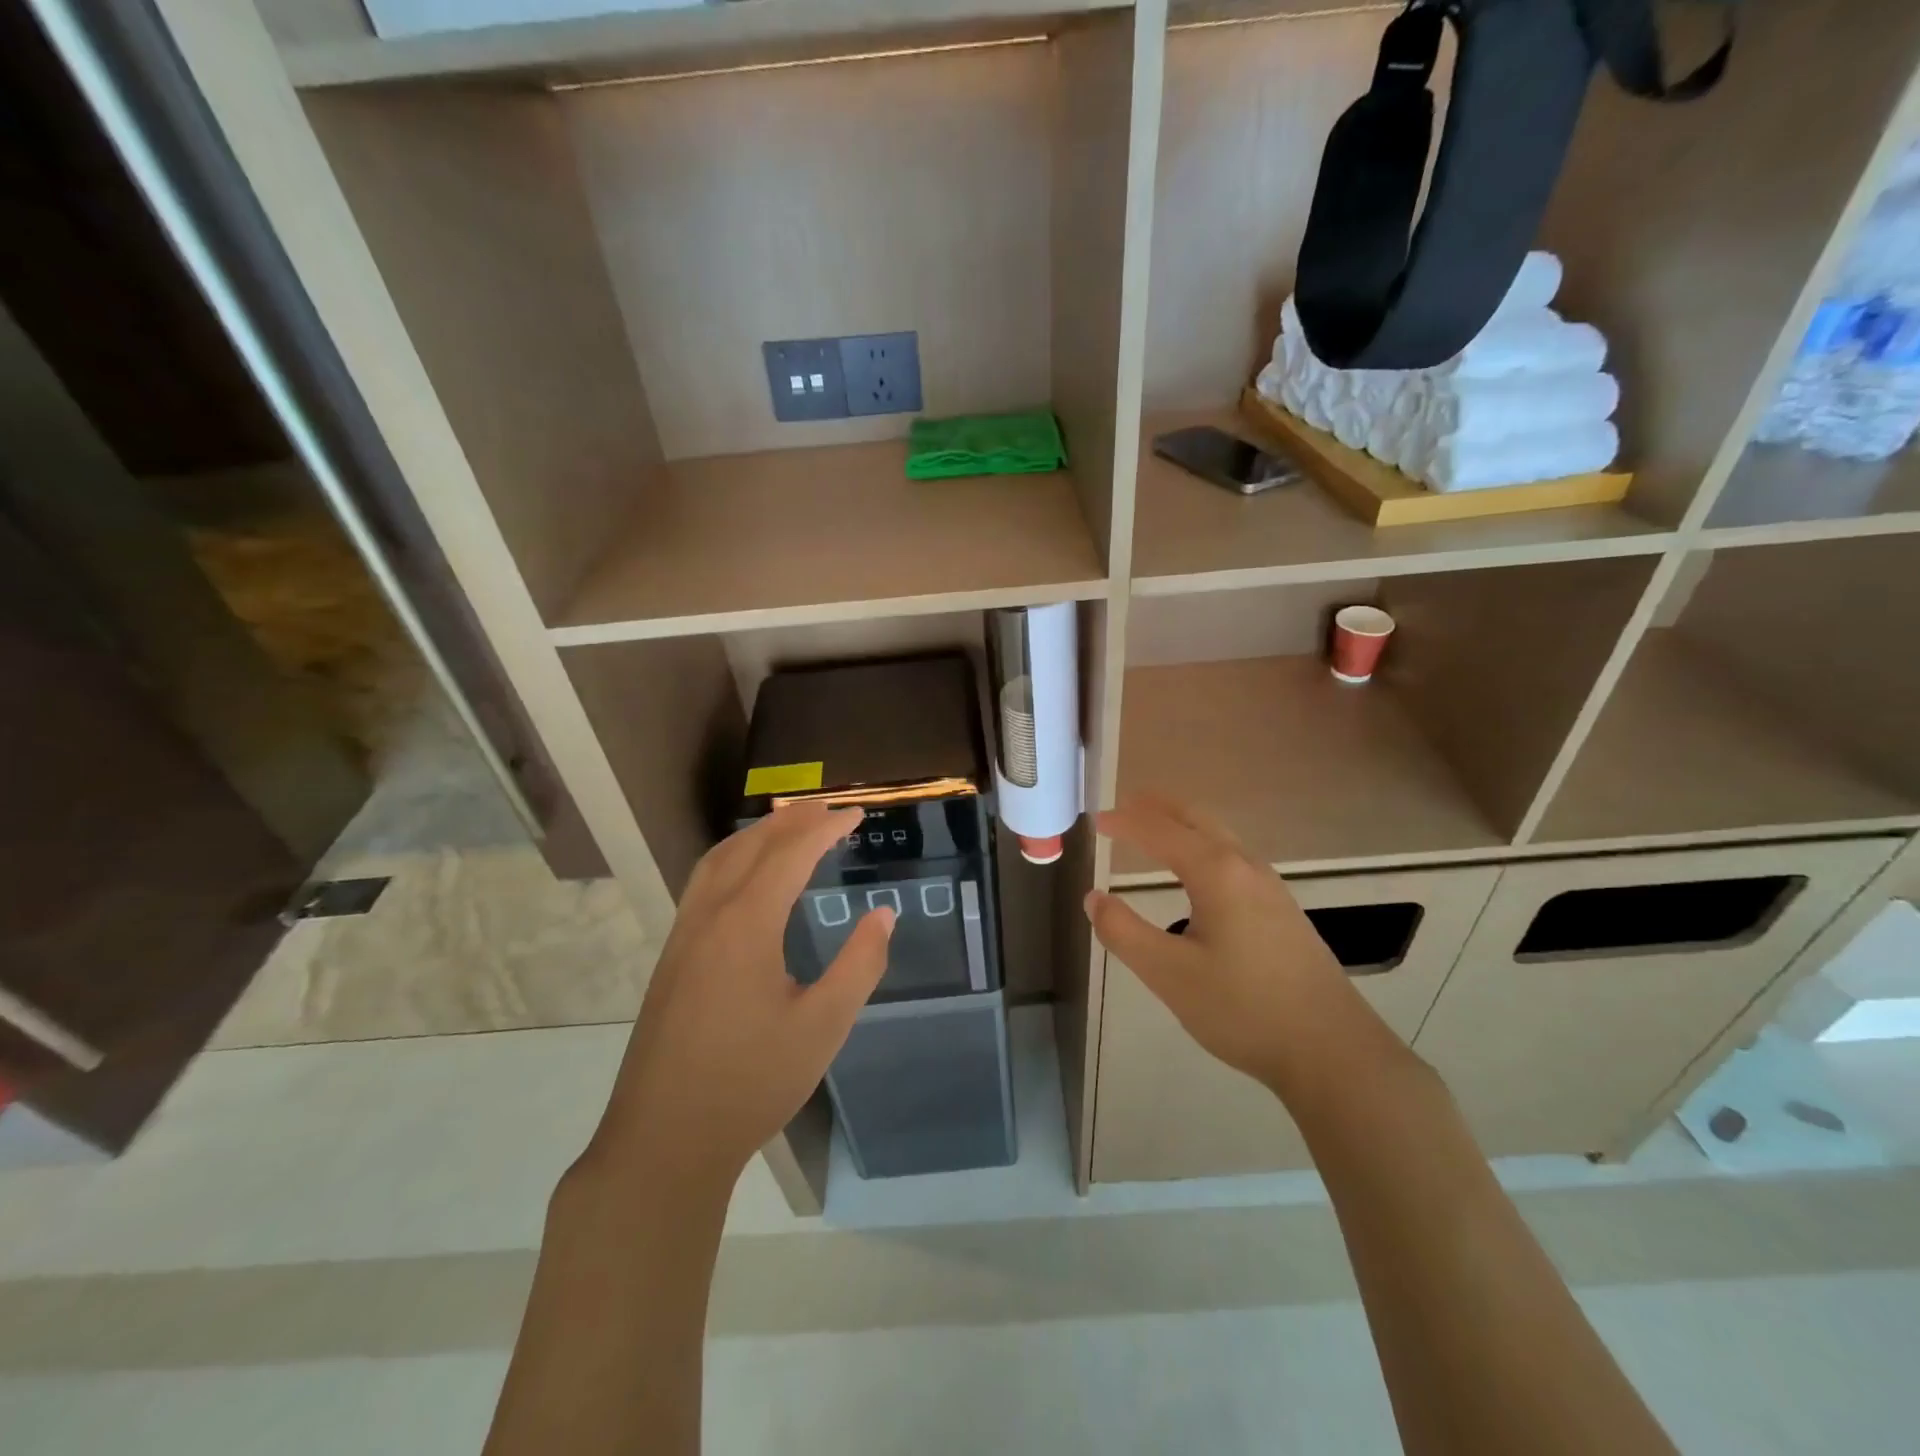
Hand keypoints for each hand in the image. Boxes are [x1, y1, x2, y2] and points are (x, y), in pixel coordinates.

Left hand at [586, 802, 893, 1194]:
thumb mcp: (823, 1026)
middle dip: (794, 819)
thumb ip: (860, 964)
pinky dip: (733, 858)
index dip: (826, 828)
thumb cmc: (752, 1083)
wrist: (664, 1140)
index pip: (791, 852)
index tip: (857, 815)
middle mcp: (710, 915)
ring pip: (720, 859)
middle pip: (752, 844)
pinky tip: (748, 877)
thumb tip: (883, 915)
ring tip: (793, 826)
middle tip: (832, 811)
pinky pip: (704, 882)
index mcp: (747, 924)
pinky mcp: (672, 956)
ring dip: (759, 834)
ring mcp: (683, 934)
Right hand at [1084, 795, 1384, 1099]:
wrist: (1333, 1051)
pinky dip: (1203, 846)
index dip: (1126, 822)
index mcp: (1216, 873)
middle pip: (1197, 819)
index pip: (1161, 831)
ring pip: (1220, 837)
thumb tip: (1094, 898)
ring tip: (1155, 832)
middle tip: (1125, 806)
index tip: (1097, 821)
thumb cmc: (1244, 1008)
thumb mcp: (1169, 974)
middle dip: (1159, 808)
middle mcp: (1246, 867)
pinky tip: (1198, 876)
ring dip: (1183, 826)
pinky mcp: (1283, 912)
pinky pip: (1234, 858)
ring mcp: (1271, 888)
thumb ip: (1123, 932)